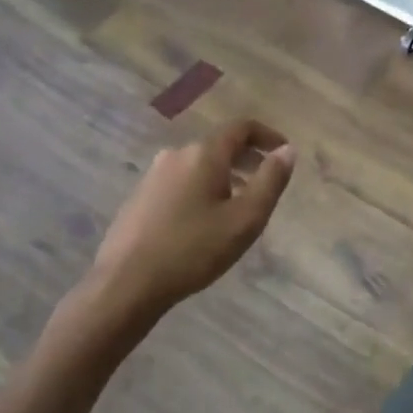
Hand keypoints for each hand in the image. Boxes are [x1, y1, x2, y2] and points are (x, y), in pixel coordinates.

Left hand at [87, 120, 295, 316]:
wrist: (125, 284)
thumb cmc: (193, 250)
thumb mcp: (245, 219)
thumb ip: (270, 181)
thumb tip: (287, 150)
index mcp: (204, 154)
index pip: (241, 128)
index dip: (267, 136)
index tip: (284, 153)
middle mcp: (176, 155)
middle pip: (220, 146)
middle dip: (247, 159)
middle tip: (266, 183)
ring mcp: (154, 176)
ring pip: (199, 165)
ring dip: (225, 177)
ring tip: (239, 206)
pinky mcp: (140, 198)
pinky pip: (181, 182)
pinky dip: (202, 189)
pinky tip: (205, 222)